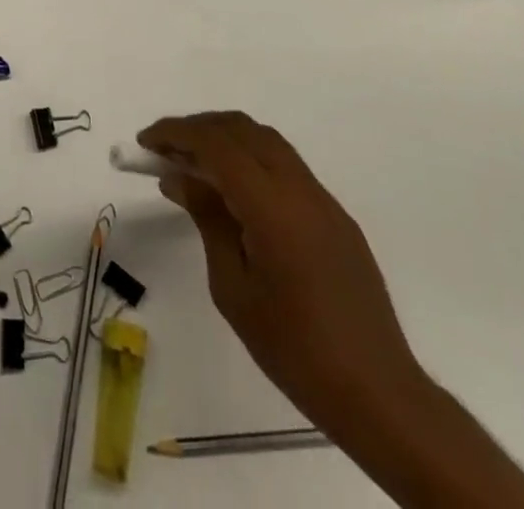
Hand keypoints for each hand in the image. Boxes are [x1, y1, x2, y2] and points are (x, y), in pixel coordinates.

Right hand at [138, 112, 428, 438]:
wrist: (380, 396)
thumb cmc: (294, 349)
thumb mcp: (233, 287)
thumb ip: (207, 220)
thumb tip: (179, 177)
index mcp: (272, 206)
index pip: (216, 145)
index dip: (175, 134)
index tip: (144, 142)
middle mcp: (300, 189)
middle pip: (242, 129)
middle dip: (197, 128)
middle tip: (163, 149)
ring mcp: (323, 200)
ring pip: (266, 141)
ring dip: (225, 139)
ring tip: (192, 164)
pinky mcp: (335, 217)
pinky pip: (285, 166)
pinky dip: (250, 159)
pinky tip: (233, 192)